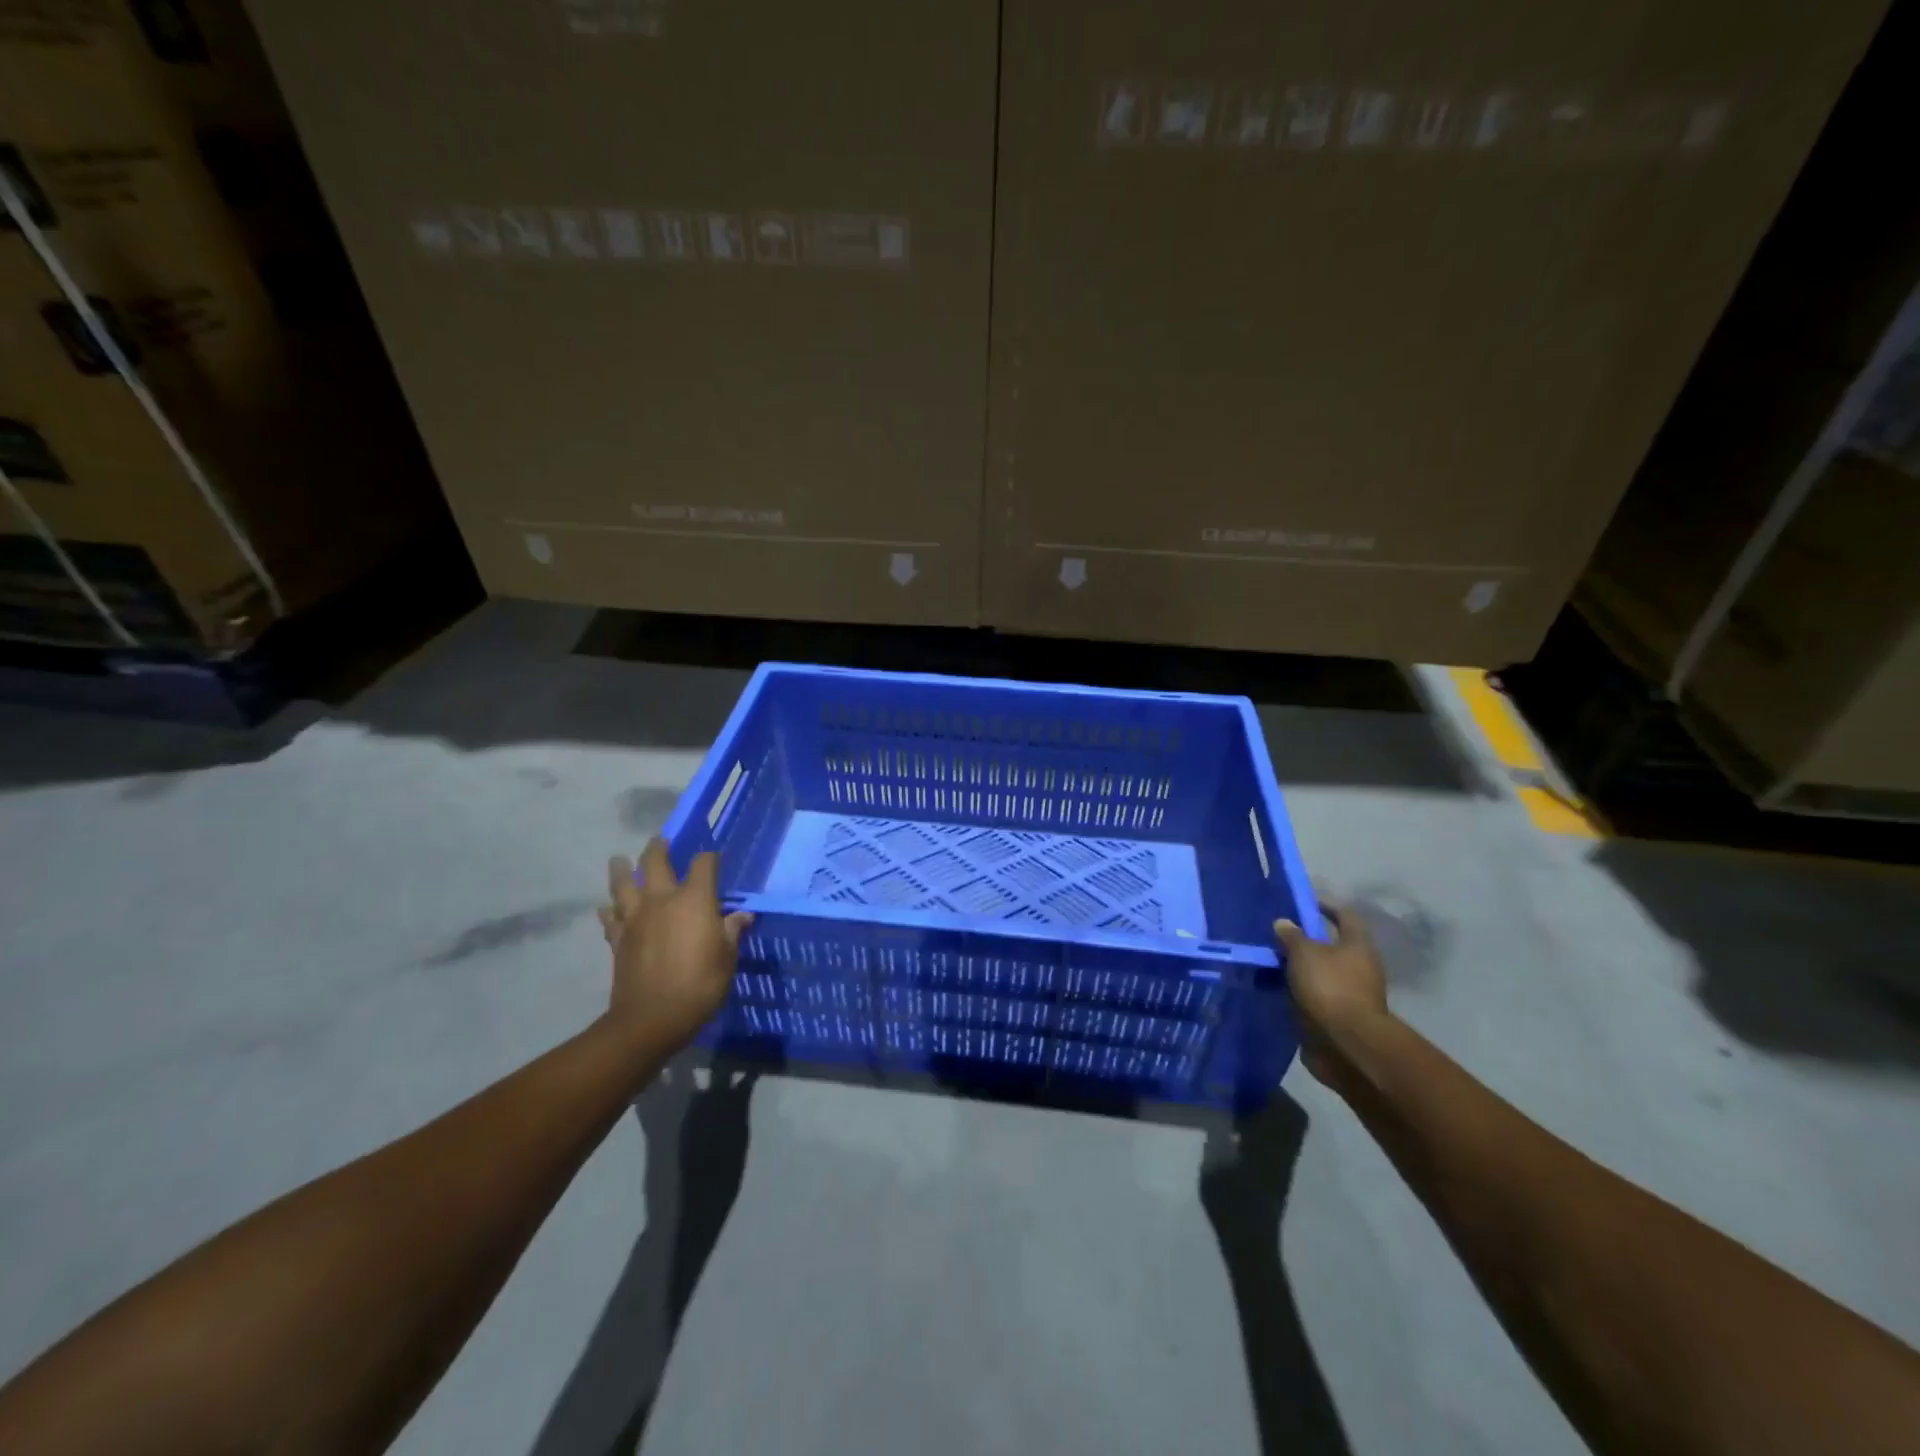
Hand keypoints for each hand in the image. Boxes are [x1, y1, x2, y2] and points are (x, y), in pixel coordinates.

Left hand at [598, 839, 753, 1052]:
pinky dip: (609, 910)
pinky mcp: (618, 939)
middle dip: (658, 849)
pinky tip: (608, 908)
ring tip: (619, 860)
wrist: (652, 1017)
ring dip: (621, 870)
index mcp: (695, 899)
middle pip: (654, 862)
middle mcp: (662, 900)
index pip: (704, 864)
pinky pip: (610, 918)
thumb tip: (742, 916)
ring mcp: (635, 918)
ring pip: (623, 884)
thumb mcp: (727, 957)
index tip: (713, 859)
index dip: (710, 858)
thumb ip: (732, 932)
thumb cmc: (700, 984)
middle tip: (660, 841)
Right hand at [1275, 904, 1389, 1090]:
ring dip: (1301, 970)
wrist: (1347, 1044)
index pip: (1345, 915)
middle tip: (1278, 938)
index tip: (1302, 905)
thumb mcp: (1304, 953)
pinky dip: (1300, 993)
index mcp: (1358, 945)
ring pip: (1323, 973)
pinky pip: (1317, 996)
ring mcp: (1353, 993)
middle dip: (1306, 942)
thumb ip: (1292, 936)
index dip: (1325, 906)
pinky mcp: (1341, 1016)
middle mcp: (1361, 966)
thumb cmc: (1329, 987)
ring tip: (1271, 965)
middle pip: (1333, 946)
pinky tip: (1278, 990)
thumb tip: (1284, 922)